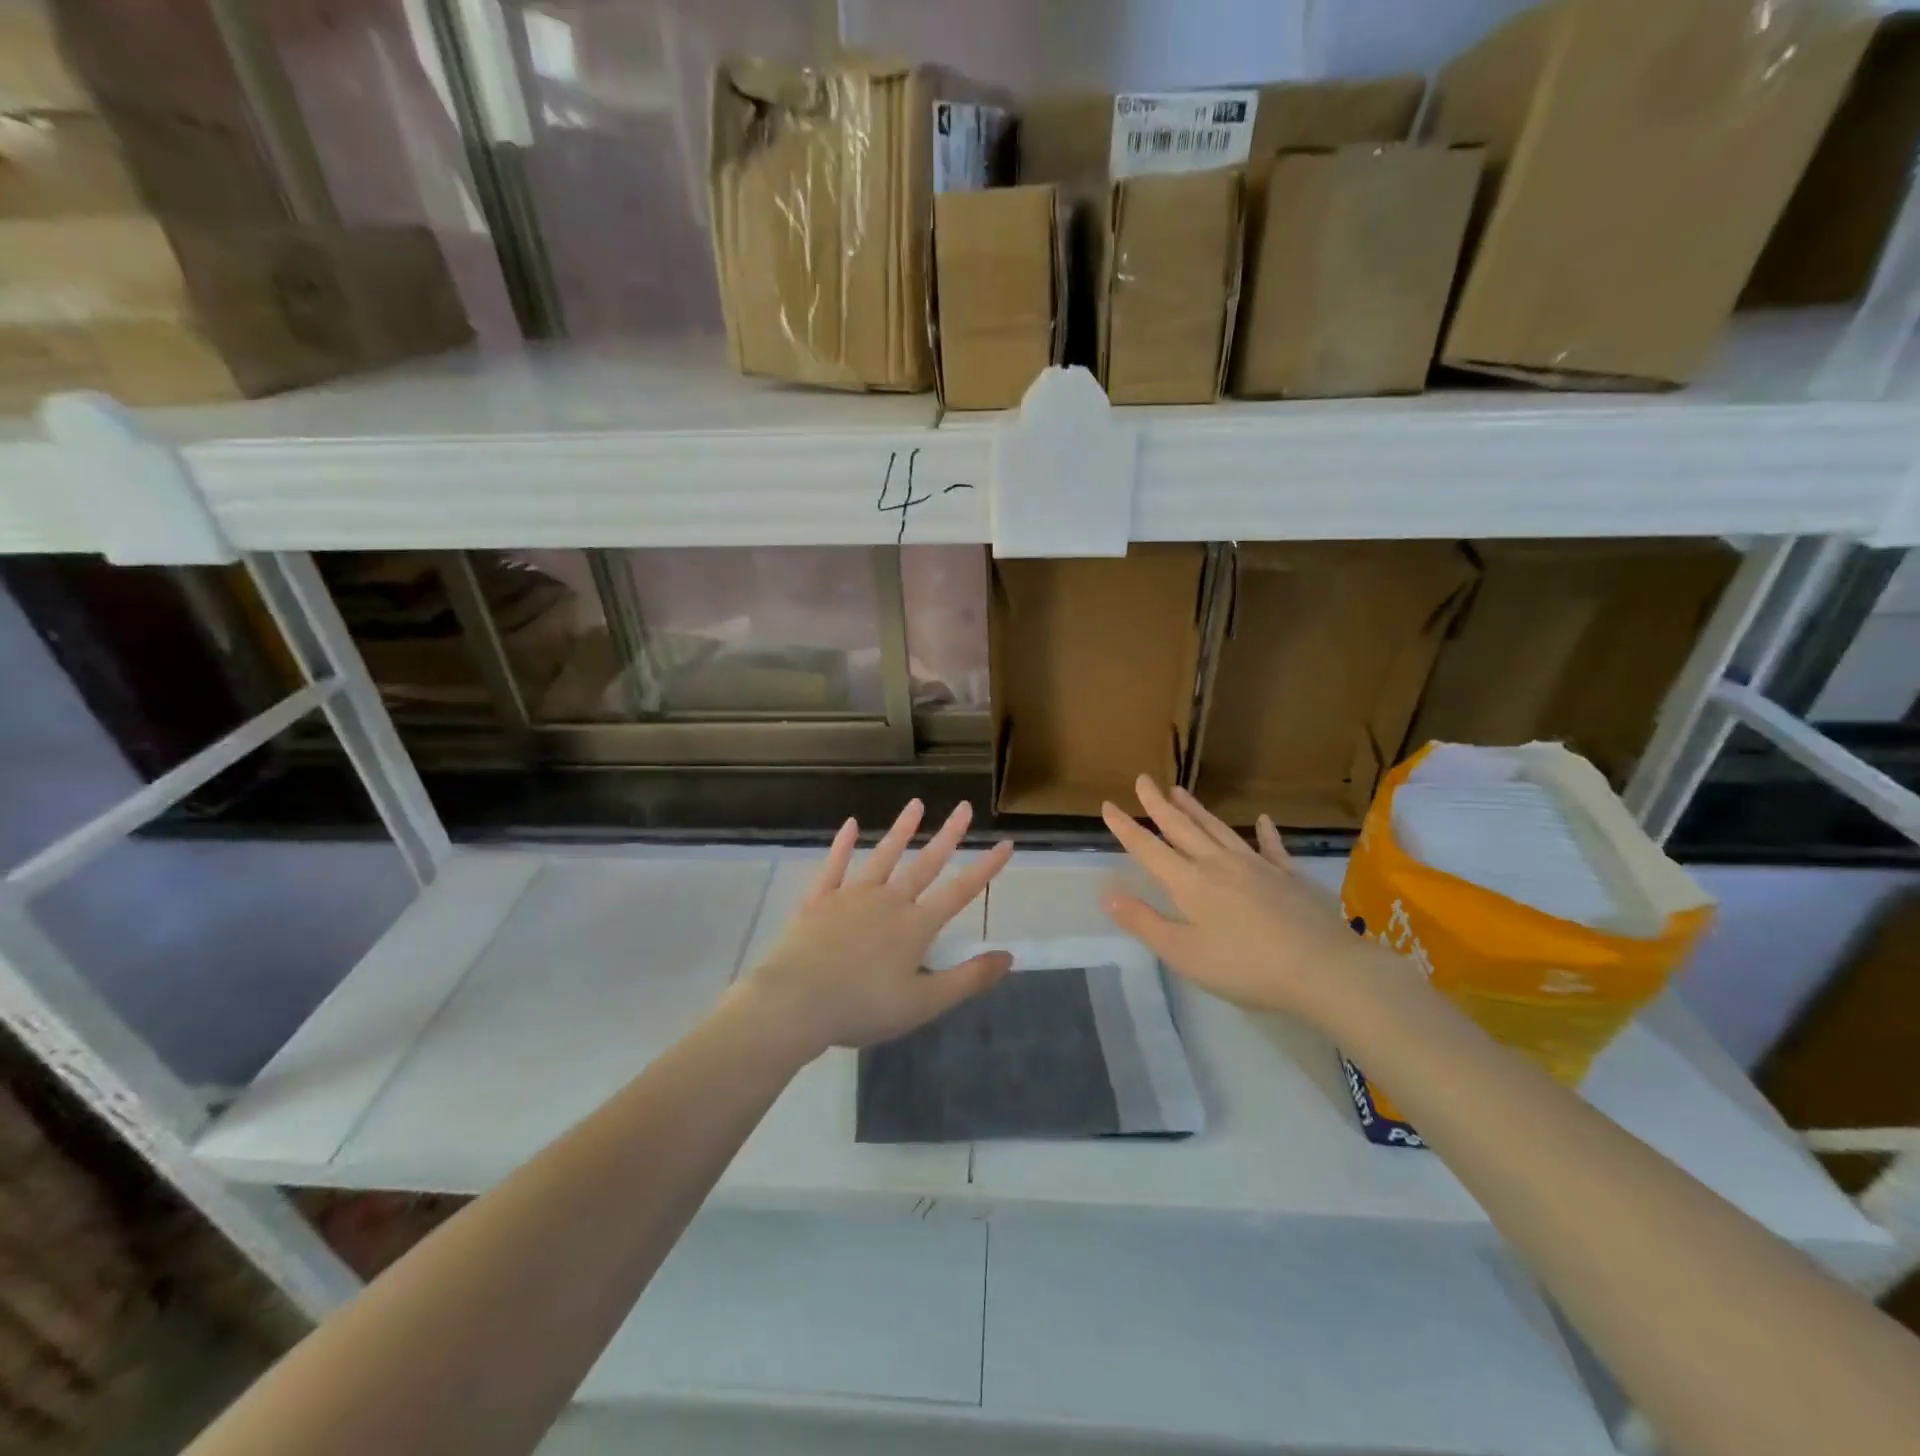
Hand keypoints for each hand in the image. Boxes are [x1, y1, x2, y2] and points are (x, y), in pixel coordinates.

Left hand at [729, 800, 1014, 1060]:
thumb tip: (1009, 956)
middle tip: (965, 807)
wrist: (795, 1002)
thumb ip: (968, 979)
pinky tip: (851, 825)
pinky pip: (834, 866)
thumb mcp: (924, 1004)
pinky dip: (843, 845)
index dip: (985, 868)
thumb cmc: (863, 1008)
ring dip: (901, 830)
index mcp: (915, 926)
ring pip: (883, 856)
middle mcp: (888, 901)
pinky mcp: (818, 900)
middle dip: (948, 835)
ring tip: (916, 804)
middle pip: (924, 864)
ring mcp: (851, 896)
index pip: (959, 891)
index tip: (1006, 844)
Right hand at [1100, 776, 1389, 1024]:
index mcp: (1190, 883)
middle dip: (1159, 805)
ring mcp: (1257, 866)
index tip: (1108, 805)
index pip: (1149, 849)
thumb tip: (1108, 893)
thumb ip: (1145, 921)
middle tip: (1144, 779)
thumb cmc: (1246, 966)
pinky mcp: (1289, 876)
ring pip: (1219, 830)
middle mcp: (1219, 864)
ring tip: (1180, 790)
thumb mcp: (1184, 953)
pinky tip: (1263, 819)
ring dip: (1197, 810)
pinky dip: (1266, 833)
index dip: (1127, 828)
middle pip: (1183, 829)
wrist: (1323, 968)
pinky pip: (1272, 848)